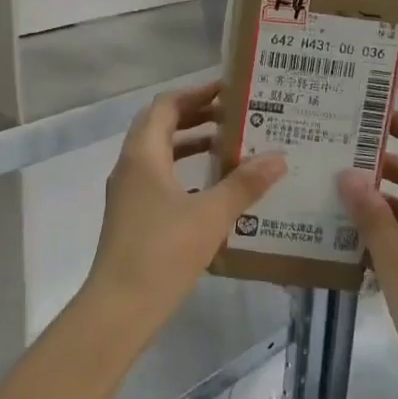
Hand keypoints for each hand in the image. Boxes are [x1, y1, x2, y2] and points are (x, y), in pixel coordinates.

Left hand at [84, 82, 284, 333]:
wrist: (119, 308)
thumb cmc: (163, 253)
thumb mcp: (211, 216)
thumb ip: (244, 184)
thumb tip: (278, 156)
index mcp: (143, 155)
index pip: (166, 106)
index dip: (197, 93)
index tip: (229, 91)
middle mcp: (130, 166)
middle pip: (161, 126)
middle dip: (196, 116)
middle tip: (235, 116)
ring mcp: (128, 193)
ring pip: (160, 154)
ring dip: (190, 144)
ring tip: (229, 147)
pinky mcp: (132, 216)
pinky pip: (159, 179)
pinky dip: (185, 173)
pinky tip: (213, 190)